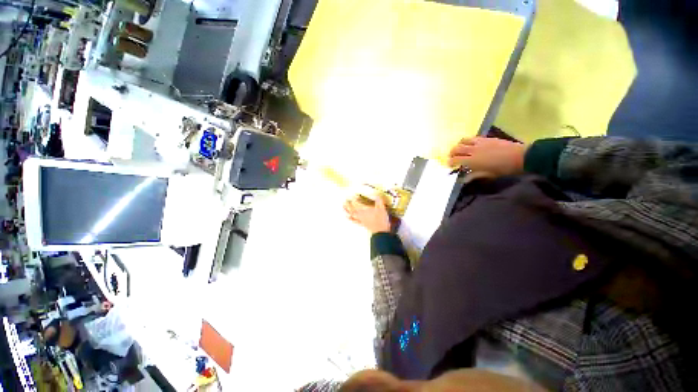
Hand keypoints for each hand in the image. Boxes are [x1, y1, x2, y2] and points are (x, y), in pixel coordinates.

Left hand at [344, 193, 390, 233]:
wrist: (381, 231)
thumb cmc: (381, 219)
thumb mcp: (382, 208)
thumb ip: (379, 201)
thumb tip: (376, 195)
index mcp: (365, 210)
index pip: (356, 203)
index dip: (354, 199)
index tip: (353, 196)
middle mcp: (361, 214)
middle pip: (352, 209)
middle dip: (348, 204)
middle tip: (345, 201)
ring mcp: (361, 220)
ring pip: (352, 214)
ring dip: (347, 210)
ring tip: (343, 207)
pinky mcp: (362, 224)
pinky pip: (355, 221)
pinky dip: (350, 218)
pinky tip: (348, 217)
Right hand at [448, 137, 527, 176]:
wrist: (520, 157)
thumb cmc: (503, 169)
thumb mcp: (488, 175)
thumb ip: (474, 176)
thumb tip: (463, 179)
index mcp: (472, 161)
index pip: (455, 160)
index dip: (450, 162)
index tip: (449, 165)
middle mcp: (473, 150)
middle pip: (457, 149)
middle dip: (451, 153)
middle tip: (451, 157)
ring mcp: (479, 143)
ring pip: (463, 141)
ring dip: (458, 145)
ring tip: (459, 149)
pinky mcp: (486, 138)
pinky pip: (473, 138)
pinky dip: (468, 141)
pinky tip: (470, 144)